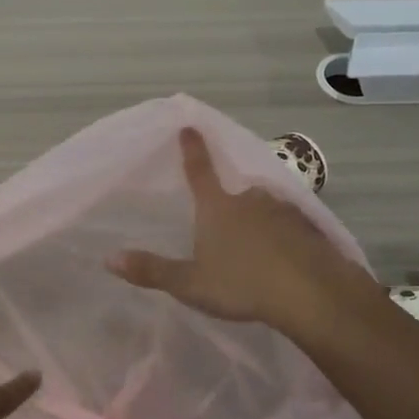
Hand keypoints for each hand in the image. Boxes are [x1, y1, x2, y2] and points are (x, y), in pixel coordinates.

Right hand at [108, 127, 379, 338]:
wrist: (310, 292)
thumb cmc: (242, 284)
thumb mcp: (190, 283)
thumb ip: (152, 270)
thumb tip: (109, 258)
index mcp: (217, 207)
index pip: (199, 171)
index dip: (192, 149)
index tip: (189, 126)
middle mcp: (250, 199)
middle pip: (236, 192)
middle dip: (231, 203)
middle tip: (228, 226)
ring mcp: (284, 210)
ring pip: (266, 208)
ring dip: (260, 220)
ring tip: (258, 247)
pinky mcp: (309, 227)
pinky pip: (291, 226)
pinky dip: (285, 235)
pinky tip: (286, 257)